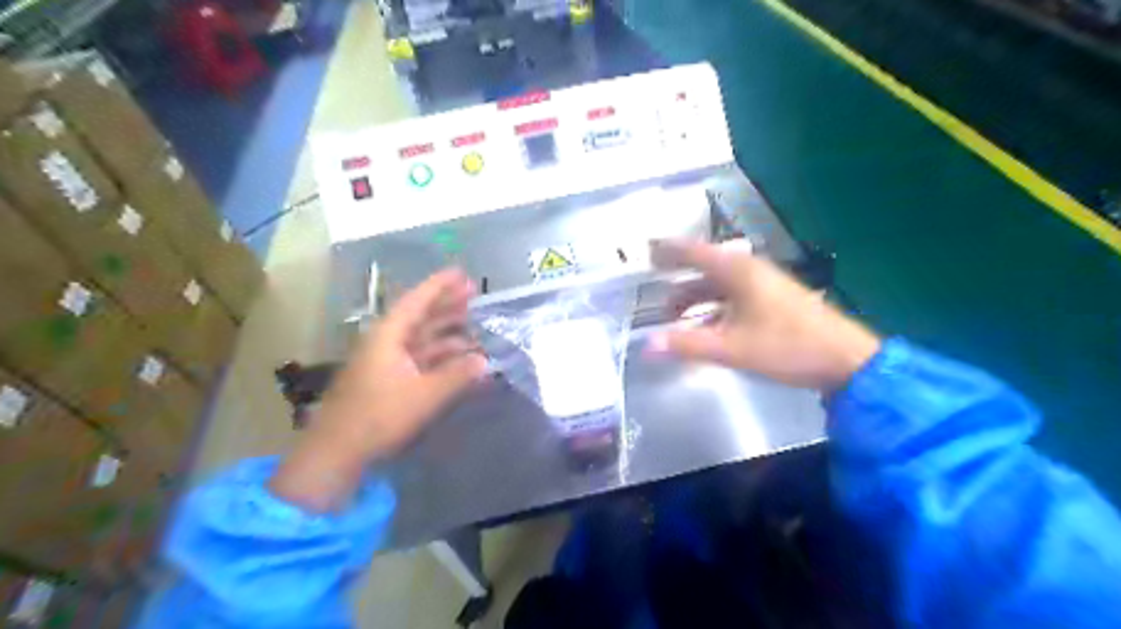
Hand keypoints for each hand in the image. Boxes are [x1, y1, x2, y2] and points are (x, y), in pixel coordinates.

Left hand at [270, 269, 485, 510]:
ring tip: (472, 325)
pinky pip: (419, 358)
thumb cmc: (379, 416)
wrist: (337, 451)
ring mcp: (386, 361)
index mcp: (389, 336)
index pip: (417, 301)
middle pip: (420, 316)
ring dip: (446, 331)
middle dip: (446, 304)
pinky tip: (458, 360)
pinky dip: (439, 356)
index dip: (440, 285)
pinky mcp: (387, 380)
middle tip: (473, 294)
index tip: (462, 273)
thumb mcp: (425, 396)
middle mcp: (386, 342)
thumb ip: (457, 377)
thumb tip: (485, 362)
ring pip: (421, 337)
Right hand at [653, 239, 878, 390]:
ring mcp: (764, 286)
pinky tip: (706, 328)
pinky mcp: (774, 301)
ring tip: (673, 317)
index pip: (694, 252)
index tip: (646, 250)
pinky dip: (714, 309)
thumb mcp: (732, 348)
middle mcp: (750, 271)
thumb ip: (687, 345)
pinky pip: (733, 298)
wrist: (846, 360)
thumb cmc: (787, 346)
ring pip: (720, 286)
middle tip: (654, 288)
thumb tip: (646, 347)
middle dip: (678, 279)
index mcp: (738, 271)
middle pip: (705, 268)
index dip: (668, 251)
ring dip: (696, 298)